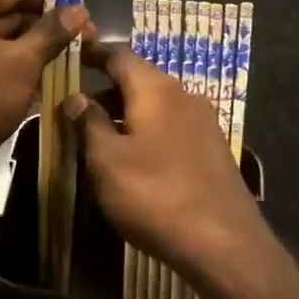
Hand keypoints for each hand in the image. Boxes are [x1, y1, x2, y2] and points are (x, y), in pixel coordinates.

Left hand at [0, 0, 89, 209]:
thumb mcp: (23, 63)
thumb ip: (52, 33)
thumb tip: (78, 10)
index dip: (54, 2)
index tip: (85, 19)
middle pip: (5, 13)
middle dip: (44, 31)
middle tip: (82, 46)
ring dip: (29, 52)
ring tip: (67, 67)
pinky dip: (7, 68)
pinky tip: (39, 85)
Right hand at [64, 44, 267, 290]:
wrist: (224, 244)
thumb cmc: (155, 194)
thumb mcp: (107, 161)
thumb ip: (89, 123)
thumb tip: (77, 97)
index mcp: (155, 88)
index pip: (119, 56)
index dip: (94, 55)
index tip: (74, 57)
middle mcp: (183, 94)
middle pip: (140, 79)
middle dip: (108, 89)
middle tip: (79, 106)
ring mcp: (204, 121)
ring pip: (157, 104)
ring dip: (128, 112)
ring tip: (102, 134)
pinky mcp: (214, 148)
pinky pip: (173, 126)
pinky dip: (149, 130)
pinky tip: (137, 157)